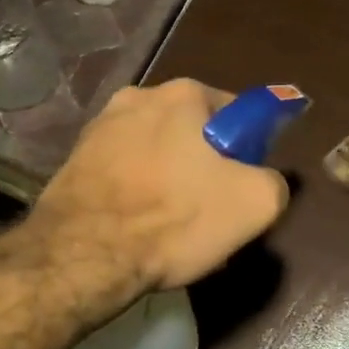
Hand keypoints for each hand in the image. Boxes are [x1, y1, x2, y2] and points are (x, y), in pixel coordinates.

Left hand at [30, 79, 290, 293]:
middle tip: (210, 213)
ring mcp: (100, 127)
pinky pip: (124, 174)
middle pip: (193, 134)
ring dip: (170, 182)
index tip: (241, 186)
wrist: (84, 255)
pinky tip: (140, 230)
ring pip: (157, 155)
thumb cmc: (175, 218)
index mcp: (184, 94)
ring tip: (172, 229)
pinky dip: (137, 195)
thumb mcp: (256, 203)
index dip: (247, 152)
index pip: (237, 114)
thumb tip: (263, 181)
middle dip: (205, 167)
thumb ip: (274, 181)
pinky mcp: (74, 160)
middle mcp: (138, 97)